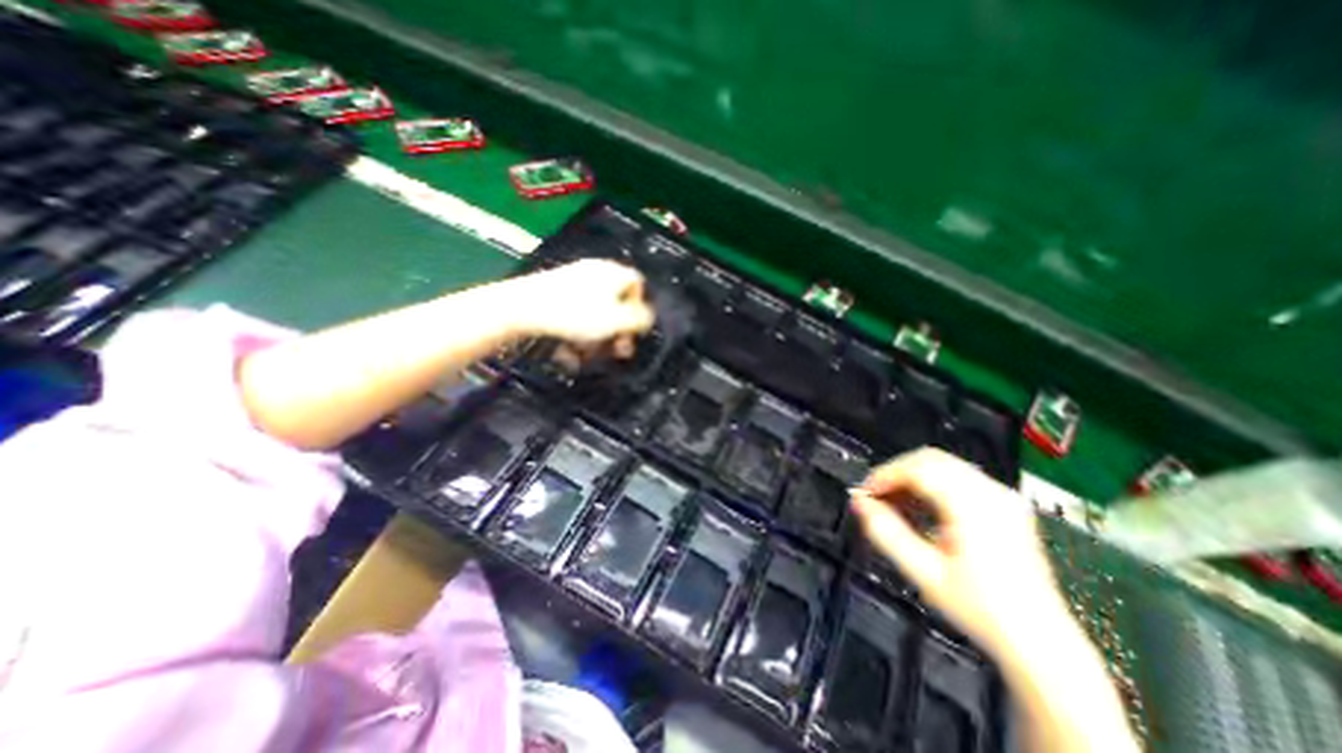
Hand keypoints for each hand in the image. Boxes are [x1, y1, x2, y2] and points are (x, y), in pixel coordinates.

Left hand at [515, 257, 655, 341]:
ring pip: (595, 311)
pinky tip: (570, 348)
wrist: (523, 307)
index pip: (638, 285)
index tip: (631, 332)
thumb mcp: (616, 320)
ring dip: (596, 335)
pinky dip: (577, 331)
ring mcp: (573, 278)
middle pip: (616, 301)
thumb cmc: (575, 314)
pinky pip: (576, 311)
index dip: (639, 310)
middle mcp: (596, 270)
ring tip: (587, 354)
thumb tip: (648, 317)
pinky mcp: (555, 289)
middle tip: (614, 350)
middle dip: (617, 329)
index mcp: (613, 272)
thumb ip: (639, 319)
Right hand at [847, 447, 1070, 659]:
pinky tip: (920, 507)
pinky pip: (958, 476)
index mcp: (974, 506)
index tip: (864, 493)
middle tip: (875, 497)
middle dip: (895, 473)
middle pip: (929, 459)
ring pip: (942, 464)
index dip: (884, 475)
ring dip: (911, 477)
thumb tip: (859, 502)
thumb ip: (885, 532)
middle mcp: (992, 492)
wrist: (1039, 640)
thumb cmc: (981, 609)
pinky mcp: (1006, 503)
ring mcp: (1002, 495)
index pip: (917, 468)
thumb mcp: (923, 572)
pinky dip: (931, 483)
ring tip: (894, 503)